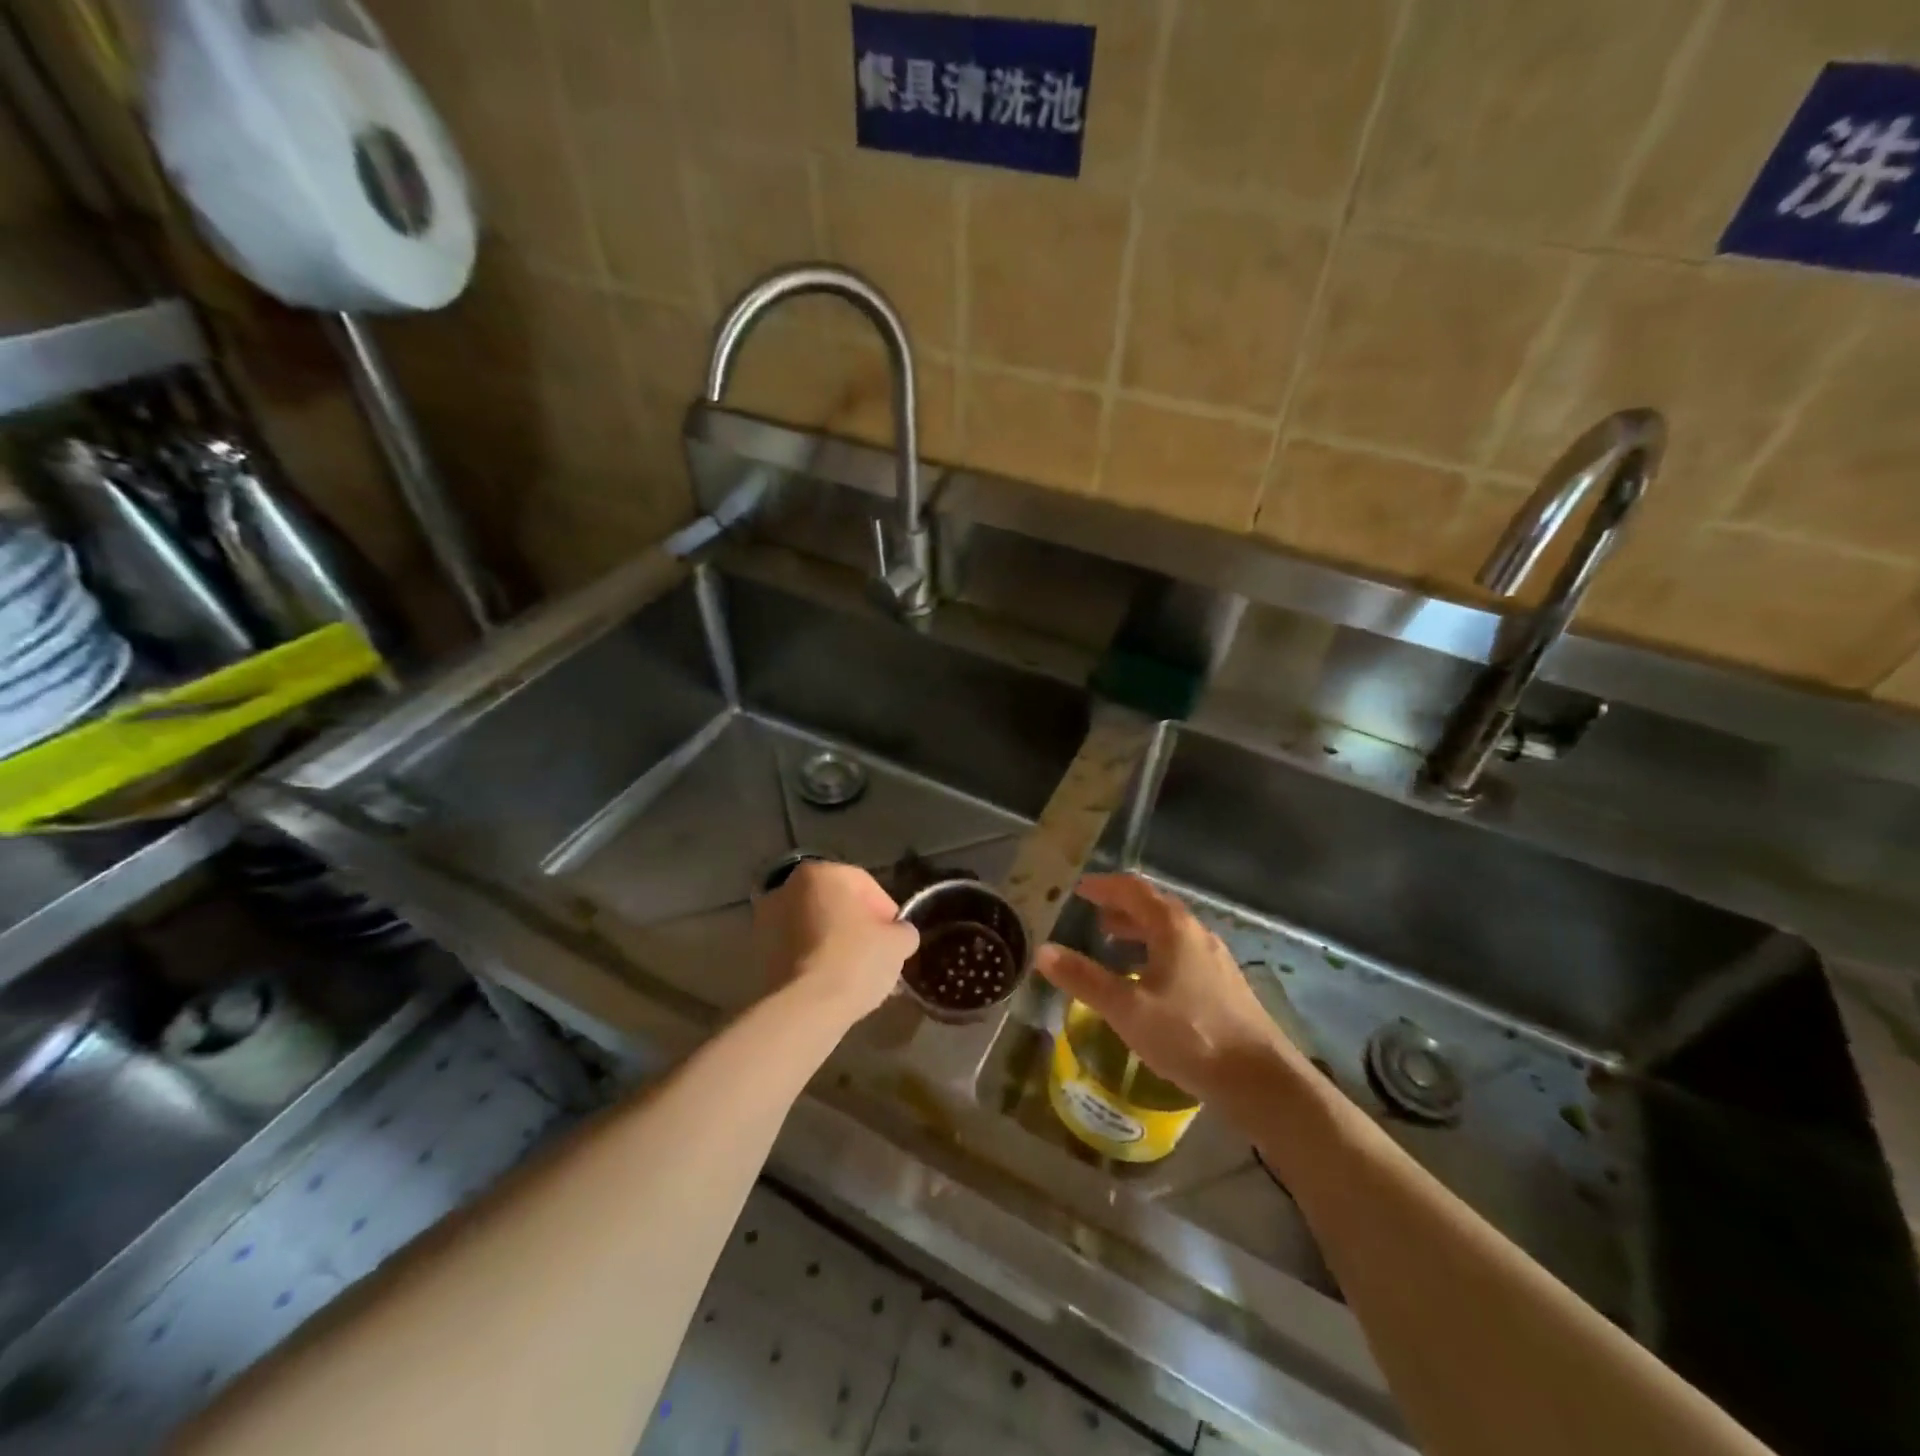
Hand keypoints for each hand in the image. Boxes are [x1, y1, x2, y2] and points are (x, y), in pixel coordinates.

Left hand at [755, 861, 918, 1022]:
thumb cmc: (855, 960)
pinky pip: (795, 950)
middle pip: (835, 906)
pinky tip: (831, 986)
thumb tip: (899, 935)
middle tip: (876, 957)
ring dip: (833, 945)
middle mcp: (787, 887)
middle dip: (856, 928)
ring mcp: (766, 920)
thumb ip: (902, 931)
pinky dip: (812, 961)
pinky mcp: (756, 953)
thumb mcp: (898, 943)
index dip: (886, 913)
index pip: (865, 885)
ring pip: (813, 928)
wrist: (804, 1007)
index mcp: (822, 873)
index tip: (896, 940)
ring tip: (854, 977)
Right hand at [1036, 874, 1309, 1105]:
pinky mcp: (1224, 984)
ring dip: (1138, 932)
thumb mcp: (1126, 1008)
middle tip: (1092, 917)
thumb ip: (1083, 979)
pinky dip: (1155, 953)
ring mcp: (1215, 959)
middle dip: (1120, 908)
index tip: (1079, 889)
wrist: (1260, 1079)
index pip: (1133, 890)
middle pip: (1153, 907)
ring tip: (1113, 946)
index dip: (1104, 886)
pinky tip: (1147, 983)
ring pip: (1169, 932)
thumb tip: (1043, 951)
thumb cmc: (1189, 1034)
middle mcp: (1196, 933)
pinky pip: (1181, 953)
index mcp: (1172, 927)